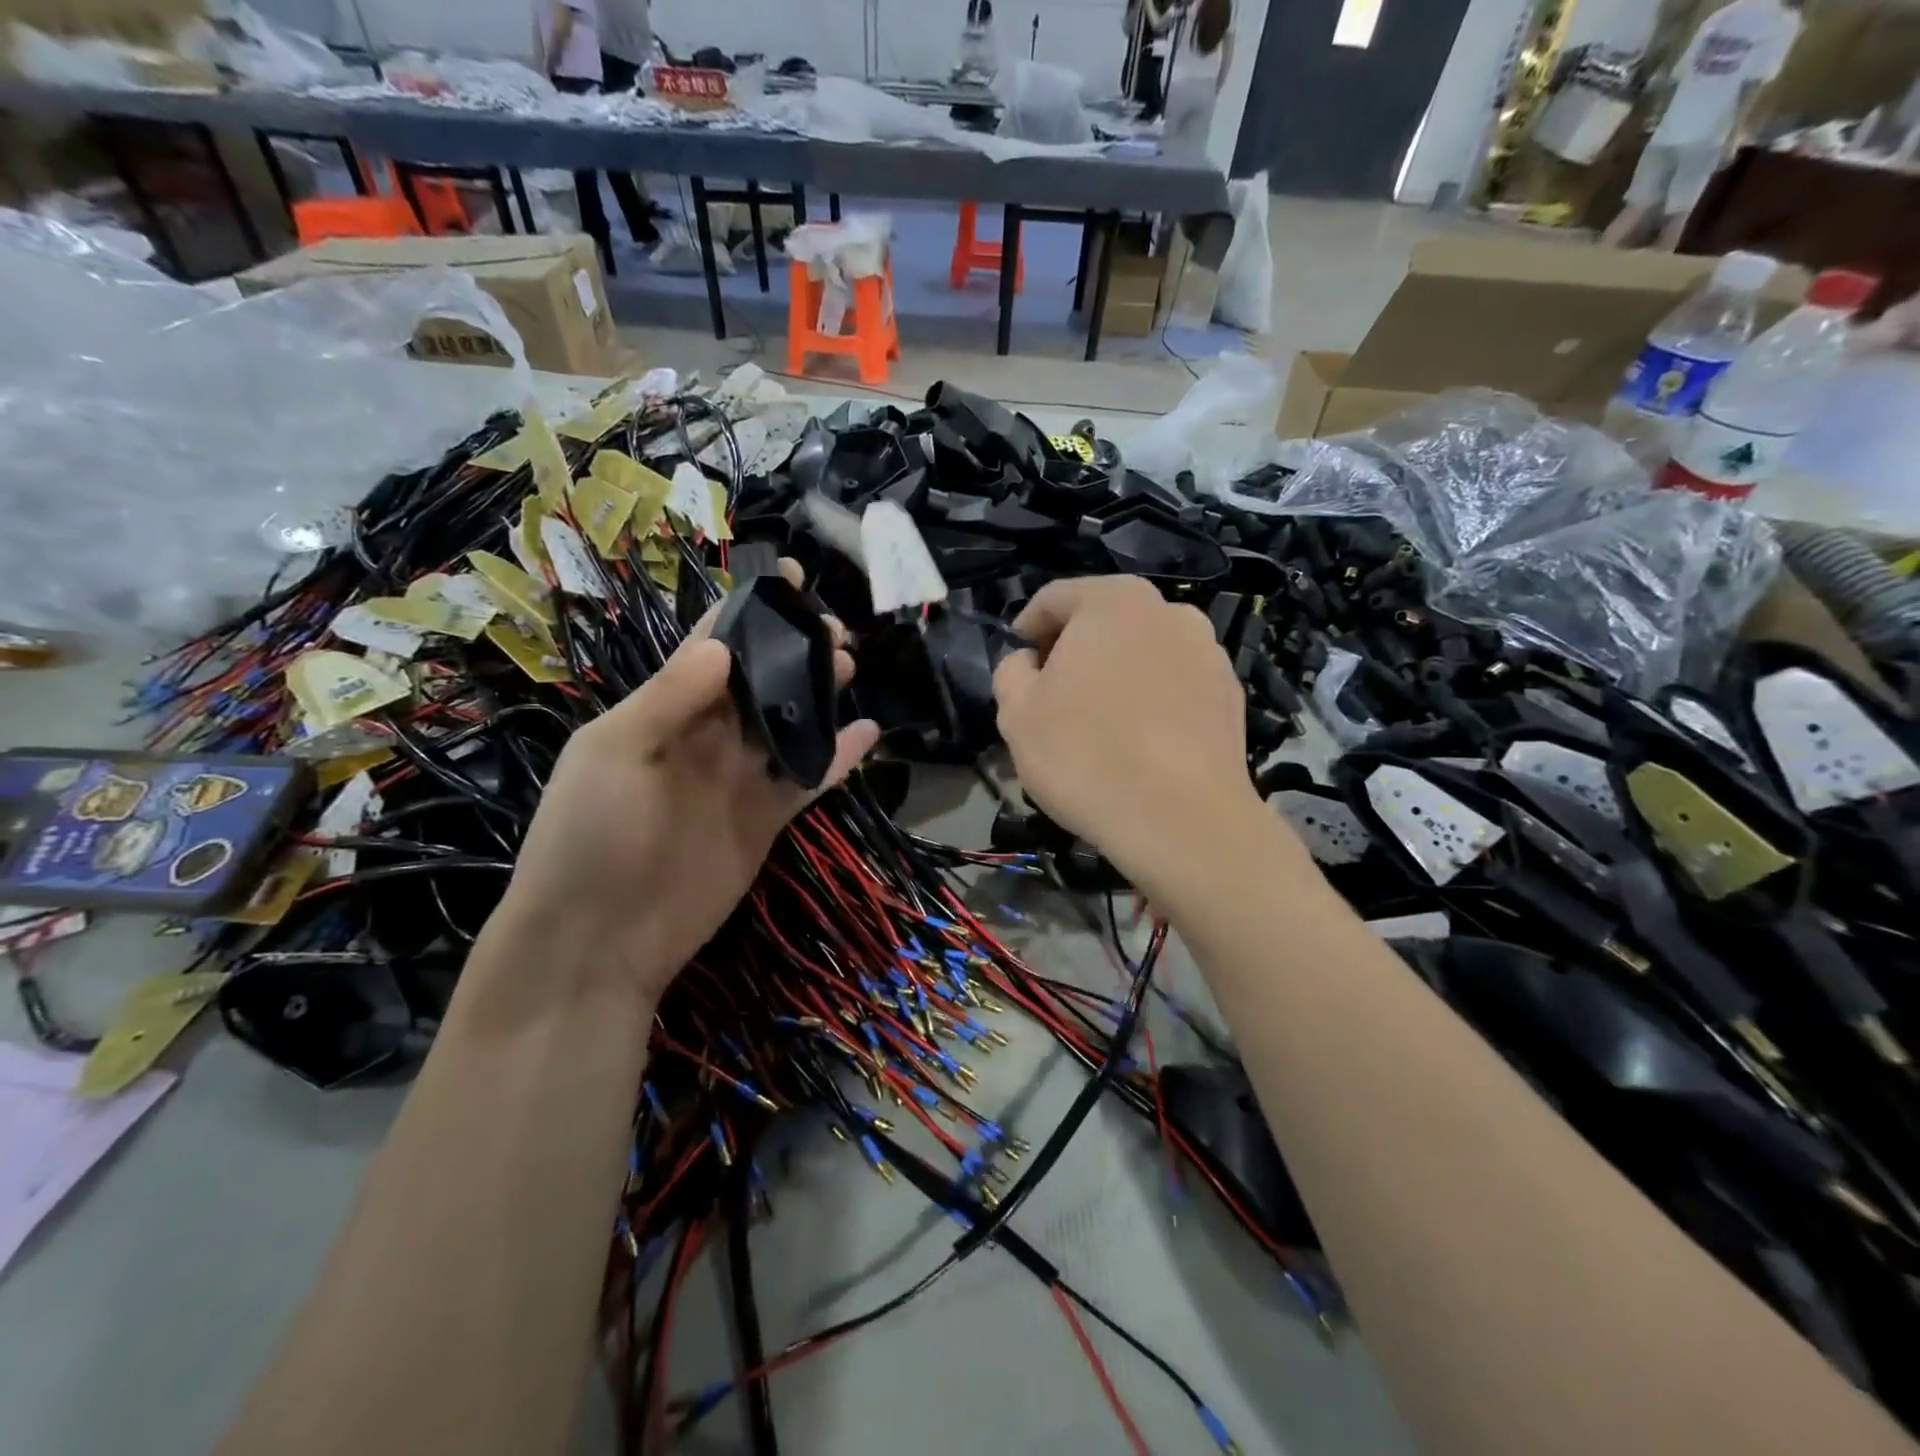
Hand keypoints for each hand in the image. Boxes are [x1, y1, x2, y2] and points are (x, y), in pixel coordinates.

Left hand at [493, 563, 877, 1005]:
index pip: (709, 648)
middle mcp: (704, 737)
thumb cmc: (591, 836)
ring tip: (850, 663)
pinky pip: (807, 779)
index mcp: (661, 711)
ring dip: (817, 693)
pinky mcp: (766, 819)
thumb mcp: (614, 754)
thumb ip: (668, 698)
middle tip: (834, 628)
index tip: (787, 581)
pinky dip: (838, 757)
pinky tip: (868, 731)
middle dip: (792, 650)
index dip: (745, 613)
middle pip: (757, 682)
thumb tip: (722, 647)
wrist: (601, 939)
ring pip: (787, 723)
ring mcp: (738, 779)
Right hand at [992, 575, 1261, 881]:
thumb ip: (1011, 672)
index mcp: (1112, 601)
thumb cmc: (1085, 756)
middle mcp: (1168, 610)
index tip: (1018, 667)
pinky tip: (1141, 744)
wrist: (1181, 820)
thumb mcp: (1016, 714)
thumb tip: (1028, 663)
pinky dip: (1153, 701)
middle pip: (1104, 621)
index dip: (1026, 630)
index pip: (1054, 599)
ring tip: (1101, 725)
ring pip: (1144, 653)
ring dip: (1117, 675)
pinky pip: (1176, 686)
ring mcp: (1209, 651)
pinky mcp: (1230, 694)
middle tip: (1054, 698)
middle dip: (1074, 652)